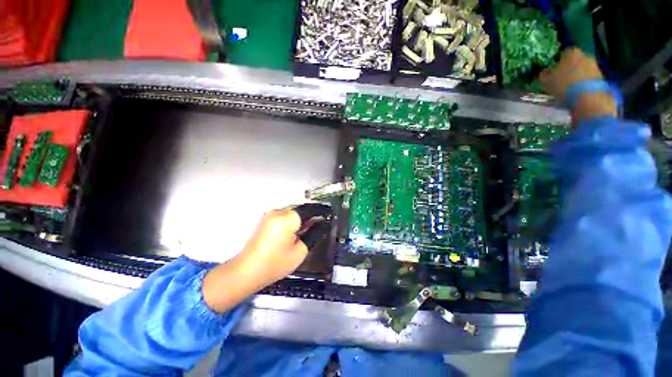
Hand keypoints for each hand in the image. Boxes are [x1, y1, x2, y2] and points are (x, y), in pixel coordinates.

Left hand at [237, 204, 331, 287]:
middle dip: (312, 214)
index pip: (310, 208)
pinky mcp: (266, 219)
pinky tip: (298, 229)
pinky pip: (285, 215)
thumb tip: (323, 224)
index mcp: (288, 218)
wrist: (247, 271)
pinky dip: (294, 219)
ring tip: (312, 227)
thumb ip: (314, 233)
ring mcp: (271, 214)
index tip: (331, 213)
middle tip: (322, 222)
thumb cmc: (276, 263)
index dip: (322, 210)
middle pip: (301, 208)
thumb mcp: (300, 250)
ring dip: (303, 217)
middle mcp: (279, 211)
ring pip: (293, 211)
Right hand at [539, 48, 617, 123]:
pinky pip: (588, 79)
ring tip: (569, 89)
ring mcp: (594, 66)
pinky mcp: (601, 77)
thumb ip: (545, 75)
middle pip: (575, 61)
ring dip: (576, 77)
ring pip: (582, 70)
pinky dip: (583, 84)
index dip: (558, 62)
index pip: (563, 54)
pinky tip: (577, 92)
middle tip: (561, 80)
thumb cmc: (564, 85)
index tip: (553, 72)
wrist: (588, 97)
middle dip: (569, 69)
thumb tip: (545, 73)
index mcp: (571, 52)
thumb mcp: (546, 81)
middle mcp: (584, 55)